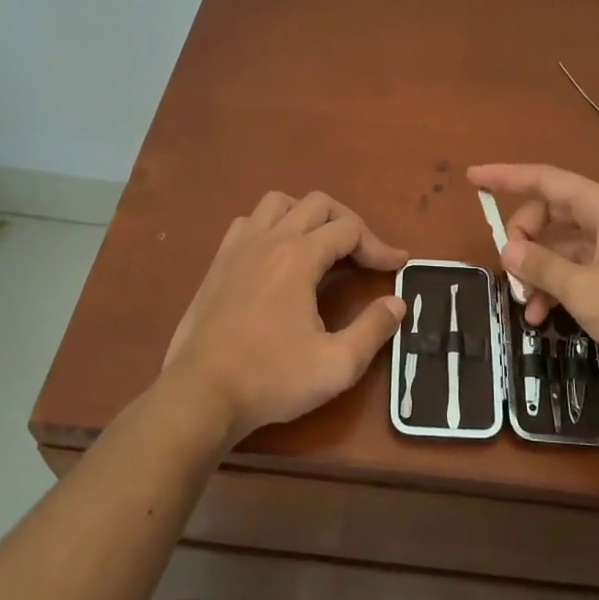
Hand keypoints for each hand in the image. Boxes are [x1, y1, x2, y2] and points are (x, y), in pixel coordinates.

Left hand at [159, 191, 407, 444]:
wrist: (200, 396)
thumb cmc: (271, 379)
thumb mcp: (337, 365)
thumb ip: (373, 329)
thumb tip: (397, 302)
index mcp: (298, 257)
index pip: (350, 230)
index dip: (379, 245)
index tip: (398, 266)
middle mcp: (269, 240)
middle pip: (318, 204)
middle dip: (349, 223)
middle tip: (364, 255)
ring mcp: (238, 248)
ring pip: (279, 203)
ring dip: (307, 216)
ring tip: (322, 246)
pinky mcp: (218, 263)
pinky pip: (249, 222)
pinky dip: (272, 226)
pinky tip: (278, 256)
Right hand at [466, 164, 598, 385]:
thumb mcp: (584, 289)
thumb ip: (541, 266)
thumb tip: (508, 250)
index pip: (545, 180)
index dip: (506, 177)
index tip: (472, 178)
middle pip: (550, 214)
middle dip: (523, 239)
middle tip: (509, 270)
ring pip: (561, 247)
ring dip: (537, 271)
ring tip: (524, 304)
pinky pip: (577, 271)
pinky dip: (557, 288)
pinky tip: (543, 317)